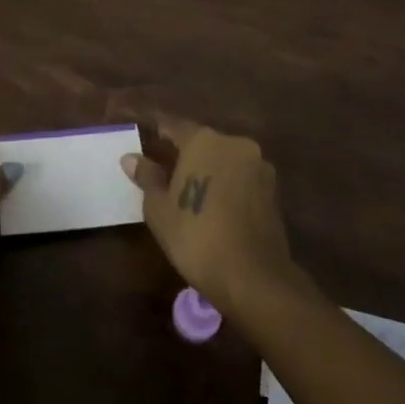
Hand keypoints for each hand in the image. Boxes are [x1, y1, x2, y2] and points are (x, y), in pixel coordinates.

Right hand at [121, 117, 299, 317]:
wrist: (254, 277)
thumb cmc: (196, 237)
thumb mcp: (159, 209)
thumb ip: (147, 177)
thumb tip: (131, 157)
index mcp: (203, 140)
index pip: (173, 126)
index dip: (158, 132)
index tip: (145, 139)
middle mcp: (234, 143)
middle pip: (203, 141)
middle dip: (186, 154)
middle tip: (167, 173)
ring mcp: (258, 165)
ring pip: (225, 159)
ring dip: (210, 170)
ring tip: (193, 193)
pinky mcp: (273, 189)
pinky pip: (242, 178)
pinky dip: (228, 186)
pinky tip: (217, 206)